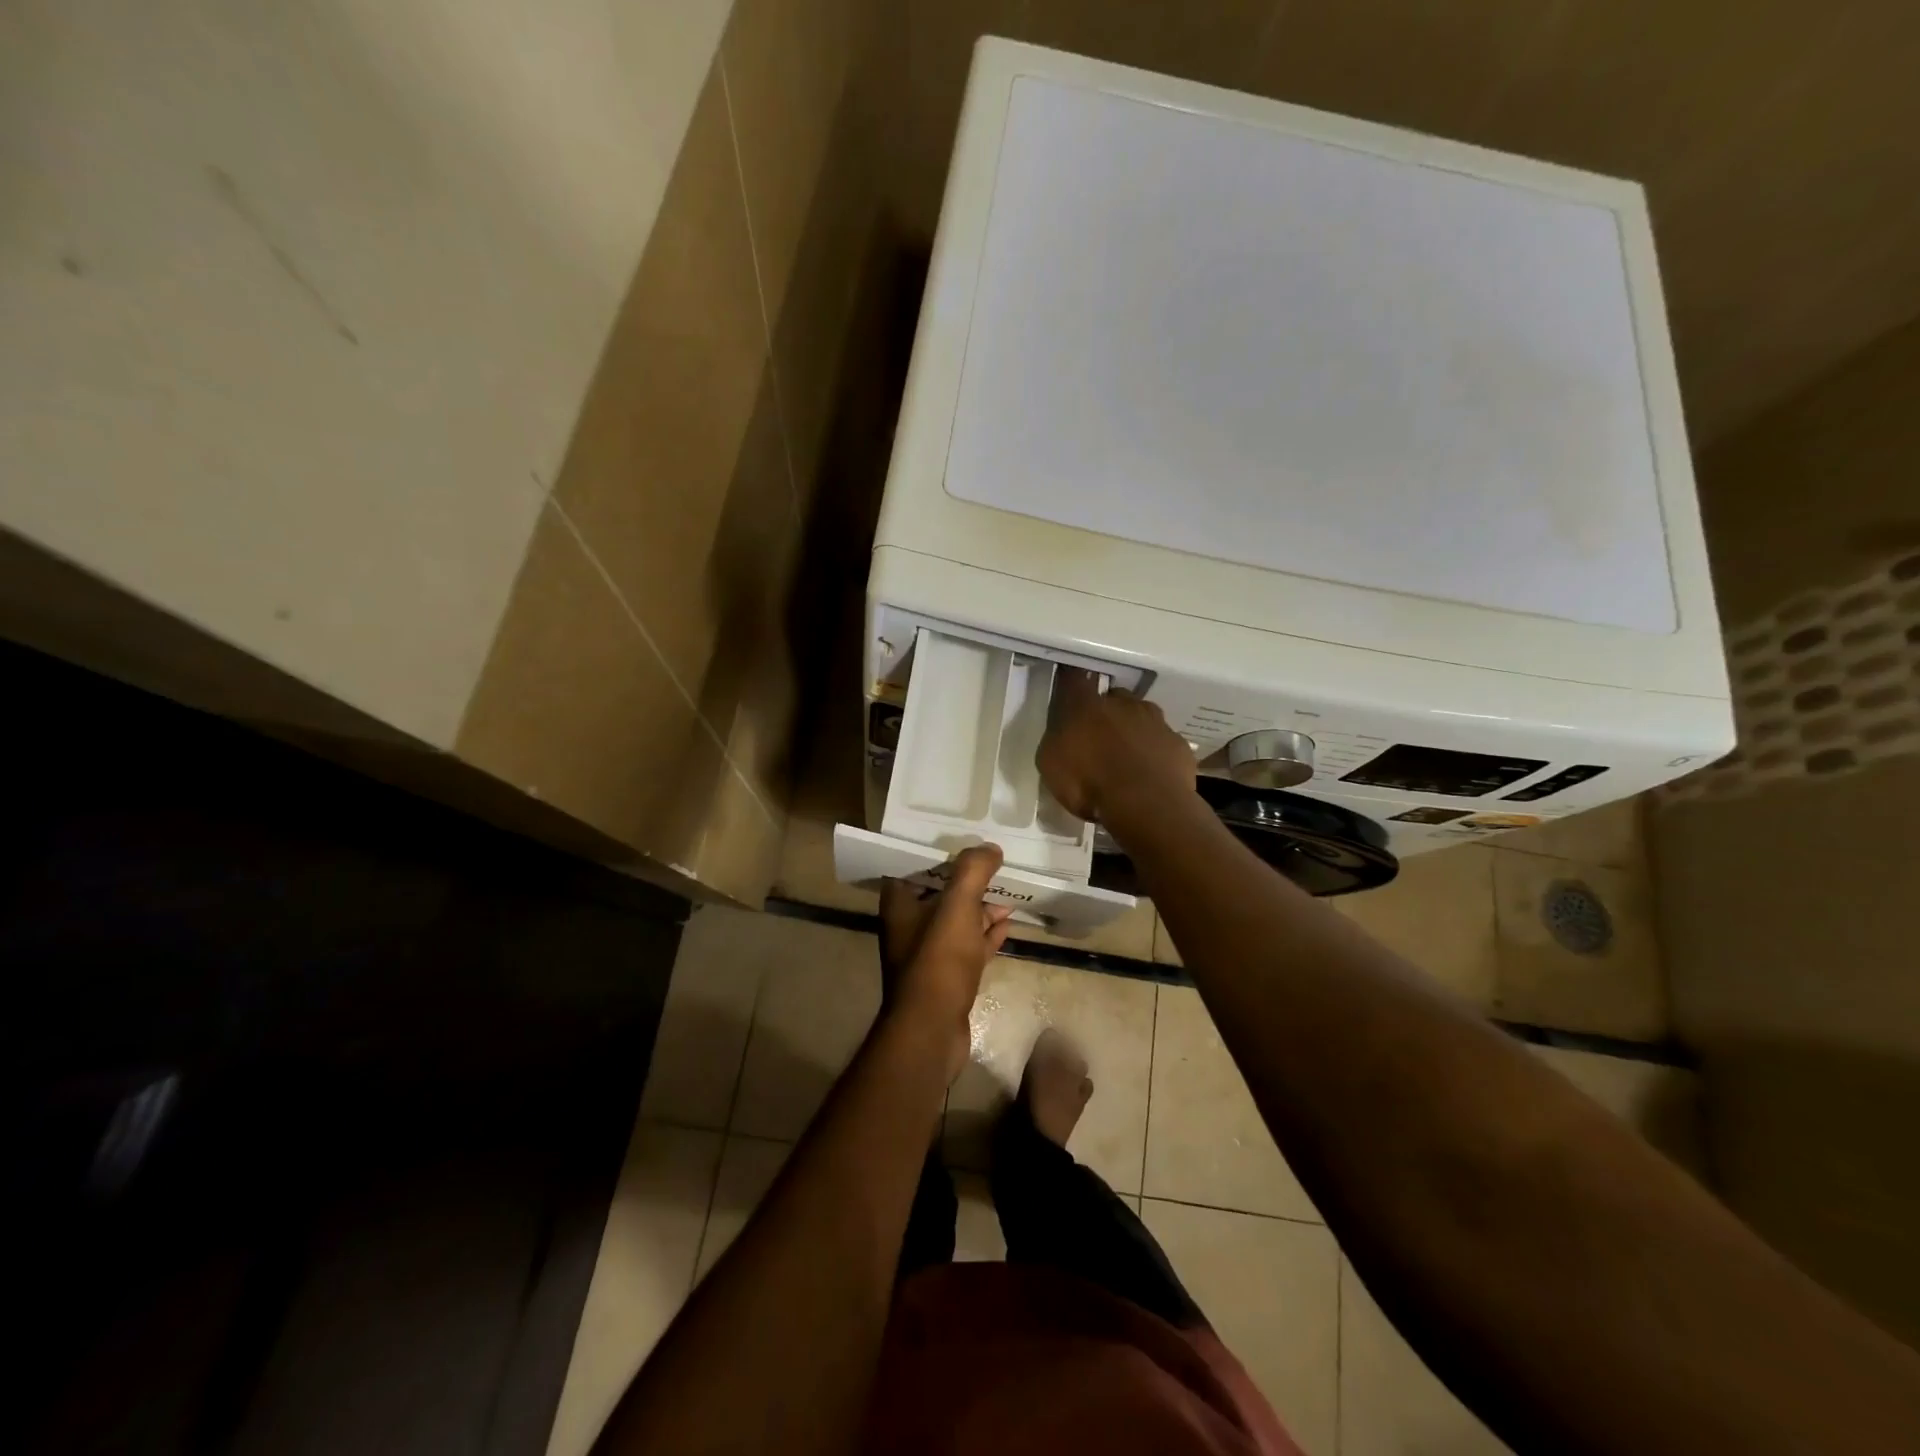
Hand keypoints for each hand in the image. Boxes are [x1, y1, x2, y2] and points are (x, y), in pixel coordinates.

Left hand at [879, 846, 1012, 1081]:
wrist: (932, 1030)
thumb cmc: (938, 959)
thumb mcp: (957, 905)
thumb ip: (973, 871)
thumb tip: (990, 848)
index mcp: (899, 904)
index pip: (915, 866)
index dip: (939, 852)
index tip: (965, 839)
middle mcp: (908, 925)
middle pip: (939, 892)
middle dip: (967, 879)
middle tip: (994, 862)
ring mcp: (928, 954)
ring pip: (957, 920)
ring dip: (980, 906)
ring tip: (1008, 890)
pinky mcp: (947, 977)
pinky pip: (968, 946)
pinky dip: (986, 934)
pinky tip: (1007, 923)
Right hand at [1037, 669, 1196, 824]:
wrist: (1145, 805)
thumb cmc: (1088, 783)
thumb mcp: (1051, 765)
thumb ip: (1057, 742)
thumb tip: (1063, 735)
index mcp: (1086, 705)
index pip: (1075, 681)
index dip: (1073, 686)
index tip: (1070, 697)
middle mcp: (1124, 704)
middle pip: (1114, 699)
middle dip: (1107, 714)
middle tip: (1099, 739)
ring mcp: (1156, 722)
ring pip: (1143, 718)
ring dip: (1135, 732)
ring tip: (1127, 760)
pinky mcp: (1178, 745)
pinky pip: (1163, 744)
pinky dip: (1156, 754)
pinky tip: (1149, 776)